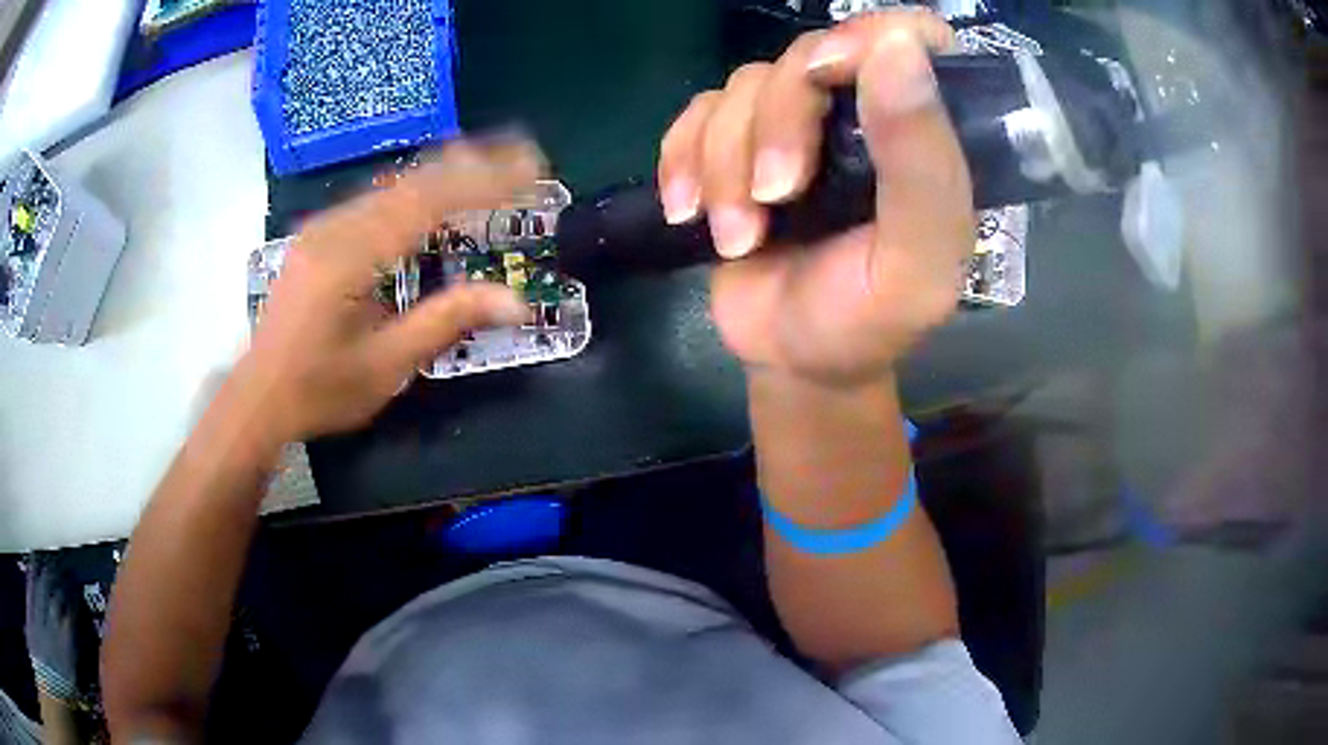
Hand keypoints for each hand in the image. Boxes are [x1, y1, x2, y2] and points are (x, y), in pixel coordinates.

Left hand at [239, 139, 541, 440]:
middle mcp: (335, 228)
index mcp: (350, 258)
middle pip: (412, 181)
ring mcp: (323, 227)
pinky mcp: (319, 236)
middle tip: (524, 158)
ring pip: (393, 185)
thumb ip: (447, 321)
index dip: (484, 182)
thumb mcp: (388, 366)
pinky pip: (374, 199)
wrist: (259, 397)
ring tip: (492, 165)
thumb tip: (516, 301)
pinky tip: (436, 192)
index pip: (428, 202)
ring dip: (445, 172)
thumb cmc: (321, 390)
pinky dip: (416, 190)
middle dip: (472, 165)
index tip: (531, 170)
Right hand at [657, 10, 972, 387]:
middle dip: (778, 125)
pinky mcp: (733, 144)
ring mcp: (793, 126)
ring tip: (739, 235)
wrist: (791, 359)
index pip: (910, 39)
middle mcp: (859, 114)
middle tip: (775, 197)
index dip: (868, 37)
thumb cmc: (865, 319)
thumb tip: (898, 46)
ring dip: (726, 162)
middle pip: (807, 56)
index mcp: (920, 135)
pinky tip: (689, 212)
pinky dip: (682, 159)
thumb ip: (921, 163)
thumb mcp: (914, 263)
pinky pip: (695, 114)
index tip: (830, 76)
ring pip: (744, 86)